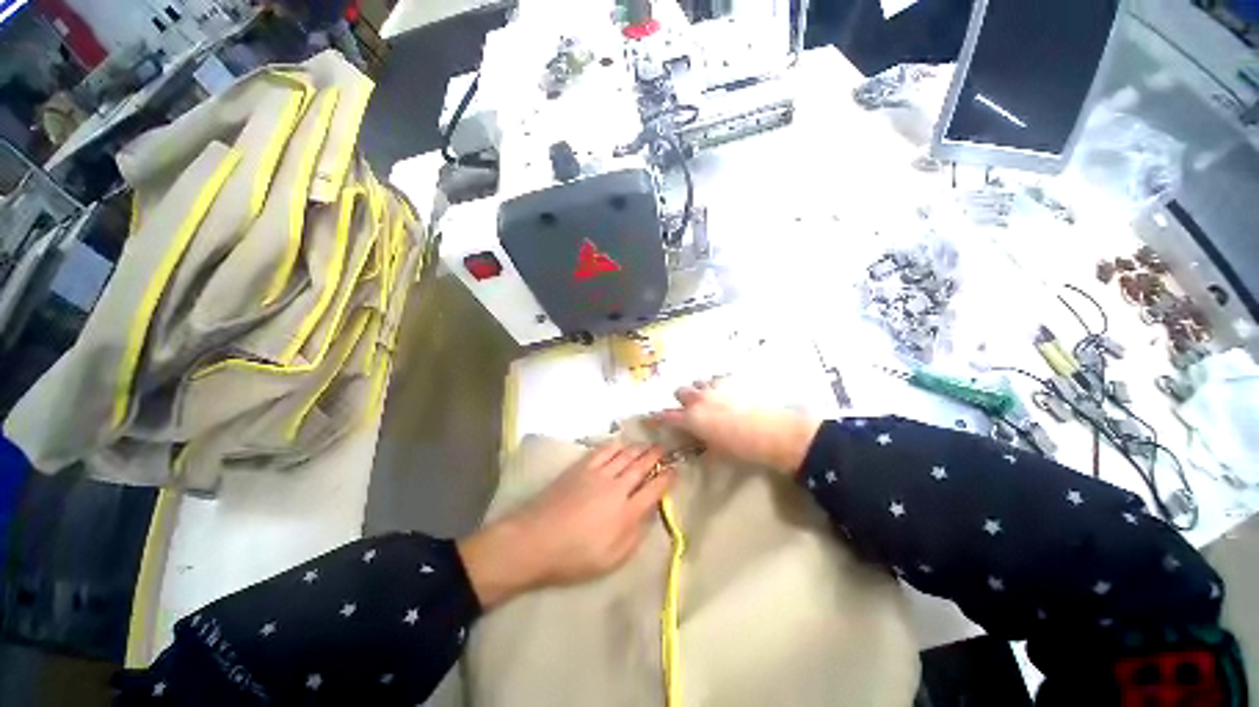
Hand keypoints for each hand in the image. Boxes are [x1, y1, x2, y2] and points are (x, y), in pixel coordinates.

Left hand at [458, 444, 673, 608]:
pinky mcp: (581, 467)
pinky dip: (616, 445)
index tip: (675, 470)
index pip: (654, 489)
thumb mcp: (611, 559)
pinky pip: (604, 450)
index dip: (667, 478)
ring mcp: (598, 474)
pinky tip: (621, 443)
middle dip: (656, 456)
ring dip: (639, 448)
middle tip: (665, 449)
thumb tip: (648, 514)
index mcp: (626, 513)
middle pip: (641, 465)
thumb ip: (635, 536)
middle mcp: (617, 487)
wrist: (535, 540)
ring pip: (625, 454)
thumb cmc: (574, 557)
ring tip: (647, 444)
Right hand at [655, 381, 820, 475]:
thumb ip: (701, 445)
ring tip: (709, 401)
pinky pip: (716, 380)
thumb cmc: (743, 449)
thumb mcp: (717, 453)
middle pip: (679, 391)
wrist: (774, 433)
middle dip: (682, 399)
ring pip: (697, 382)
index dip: (656, 417)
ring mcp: (715, 388)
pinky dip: (716, 386)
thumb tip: (697, 444)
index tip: (651, 418)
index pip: (665, 415)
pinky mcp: (731, 382)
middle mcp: (699, 399)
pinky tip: (726, 395)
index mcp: (692, 418)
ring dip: (698, 391)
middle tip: (691, 410)